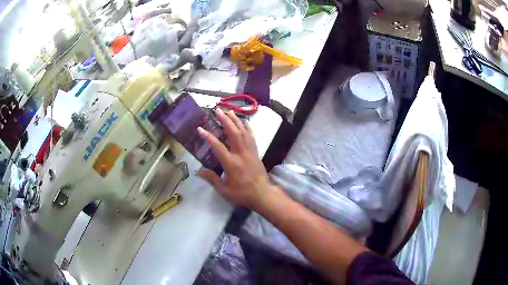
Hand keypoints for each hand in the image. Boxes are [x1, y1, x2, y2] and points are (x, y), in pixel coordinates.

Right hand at [197, 109, 274, 209]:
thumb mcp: (224, 190)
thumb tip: (199, 171)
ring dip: (236, 120)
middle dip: (225, 120)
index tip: (200, 128)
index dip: (208, 137)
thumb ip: (212, 179)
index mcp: (231, 163)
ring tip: (229, 111)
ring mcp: (250, 152)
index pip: (218, 146)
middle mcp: (241, 154)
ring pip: (243, 132)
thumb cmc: (242, 194)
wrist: (262, 194)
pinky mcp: (256, 152)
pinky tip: (245, 122)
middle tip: (218, 111)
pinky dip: (248, 128)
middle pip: (233, 133)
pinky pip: (252, 137)